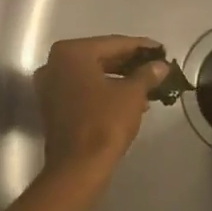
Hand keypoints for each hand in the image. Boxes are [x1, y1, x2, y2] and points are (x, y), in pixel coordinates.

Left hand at [32, 36, 170, 173]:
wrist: (78, 167)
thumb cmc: (104, 122)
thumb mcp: (132, 94)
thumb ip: (147, 74)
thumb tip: (160, 66)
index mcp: (72, 52)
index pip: (113, 43)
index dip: (140, 47)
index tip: (160, 50)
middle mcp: (55, 63)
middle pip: (100, 56)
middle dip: (129, 63)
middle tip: (155, 66)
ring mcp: (51, 85)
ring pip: (92, 74)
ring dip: (119, 78)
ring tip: (147, 84)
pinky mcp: (53, 105)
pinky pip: (83, 89)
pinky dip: (104, 91)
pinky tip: (129, 99)